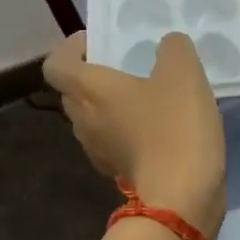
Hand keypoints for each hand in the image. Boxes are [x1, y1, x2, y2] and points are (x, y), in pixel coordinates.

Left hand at [43, 32, 226, 237]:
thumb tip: (167, 46)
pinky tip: (160, 129)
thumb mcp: (183, 73)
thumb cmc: (174, 127)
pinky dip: (128, 132)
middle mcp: (83, 120)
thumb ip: (173, 48)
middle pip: (74, 91)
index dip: (71, 48)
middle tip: (128, 66)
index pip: (56, 63)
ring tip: (149, 97)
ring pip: (94, 119)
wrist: (181, 197)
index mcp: (88, 90)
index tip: (98, 42)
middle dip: (95, 76)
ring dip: (113, 106)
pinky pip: (115, 142)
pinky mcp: (118, 172)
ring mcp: (98, 151)